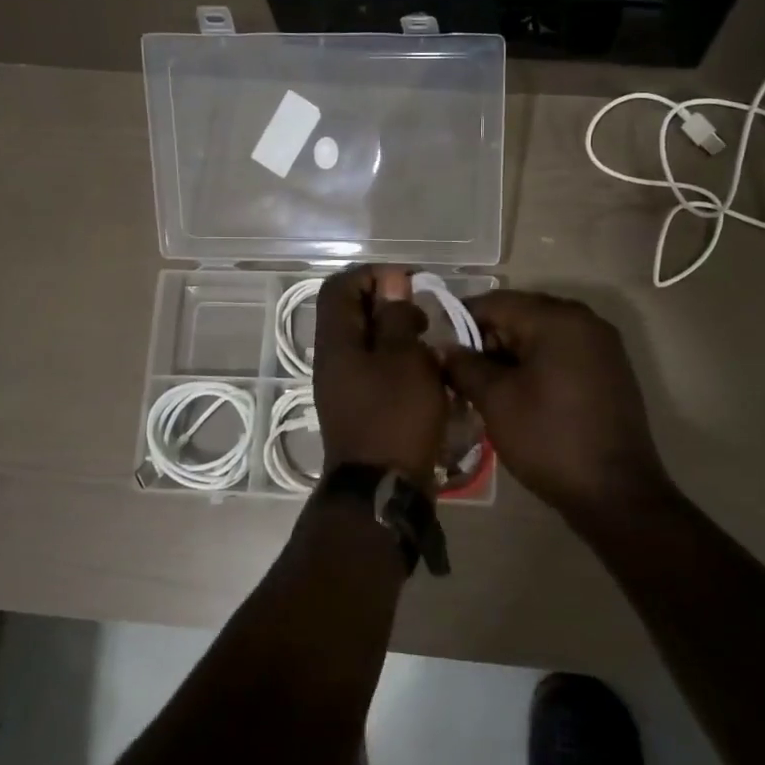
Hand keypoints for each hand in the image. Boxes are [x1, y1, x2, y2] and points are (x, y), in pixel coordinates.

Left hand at [313, 266, 448, 488]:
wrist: (382, 489)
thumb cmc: (395, 417)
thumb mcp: (404, 359)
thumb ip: (396, 318)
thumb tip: (391, 284)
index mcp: (336, 342)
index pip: (340, 287)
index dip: (372, 275)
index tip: (409, 284)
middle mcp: (333, 360)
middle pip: (353, 314)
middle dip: (390, 306)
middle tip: (424, 317)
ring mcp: (345, 386)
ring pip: (368, 344)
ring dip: (398, 337)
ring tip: (431, 347)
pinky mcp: (360, 408)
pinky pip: (376, 371)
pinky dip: (400, 364)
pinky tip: (427, 376)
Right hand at [442, 291, 673, 519]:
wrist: (616, 493)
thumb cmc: (549, 440)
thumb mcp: (496, 401)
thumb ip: (465, 366)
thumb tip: (444, 348)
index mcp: (558, 319)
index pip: (496, 302)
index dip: (462, 321)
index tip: (440, 350)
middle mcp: (585, 320)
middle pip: (522, 314)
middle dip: (488, 340)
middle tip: (462, 374)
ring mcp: (603, 345)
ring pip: (542, 335)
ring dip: (512, 354)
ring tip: (487, 388)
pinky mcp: (611, 369)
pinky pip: (564, 352)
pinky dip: (538, 364)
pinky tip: (521, 394)